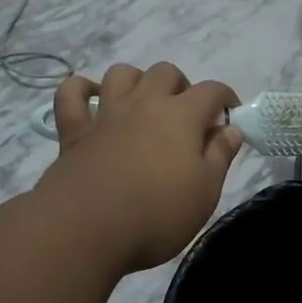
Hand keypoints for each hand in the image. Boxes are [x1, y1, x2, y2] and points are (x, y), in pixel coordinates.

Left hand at [39, 63, 241, 271]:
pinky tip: (93, 99)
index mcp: (181, 116)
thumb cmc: (158, 214)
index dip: (225, 99)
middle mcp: (144, 103)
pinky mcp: (74, 131)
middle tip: (187, 117)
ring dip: (137, 80)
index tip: (230, 116)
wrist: (86, 229)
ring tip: (144, 104)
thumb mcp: (205, 192)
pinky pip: (71, 94)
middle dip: (182, 86)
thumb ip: (220, 156)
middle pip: (166, 72)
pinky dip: (82, 89)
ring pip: (121, 73)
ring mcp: (105, 114)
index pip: (211, 90)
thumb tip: (230, 129)